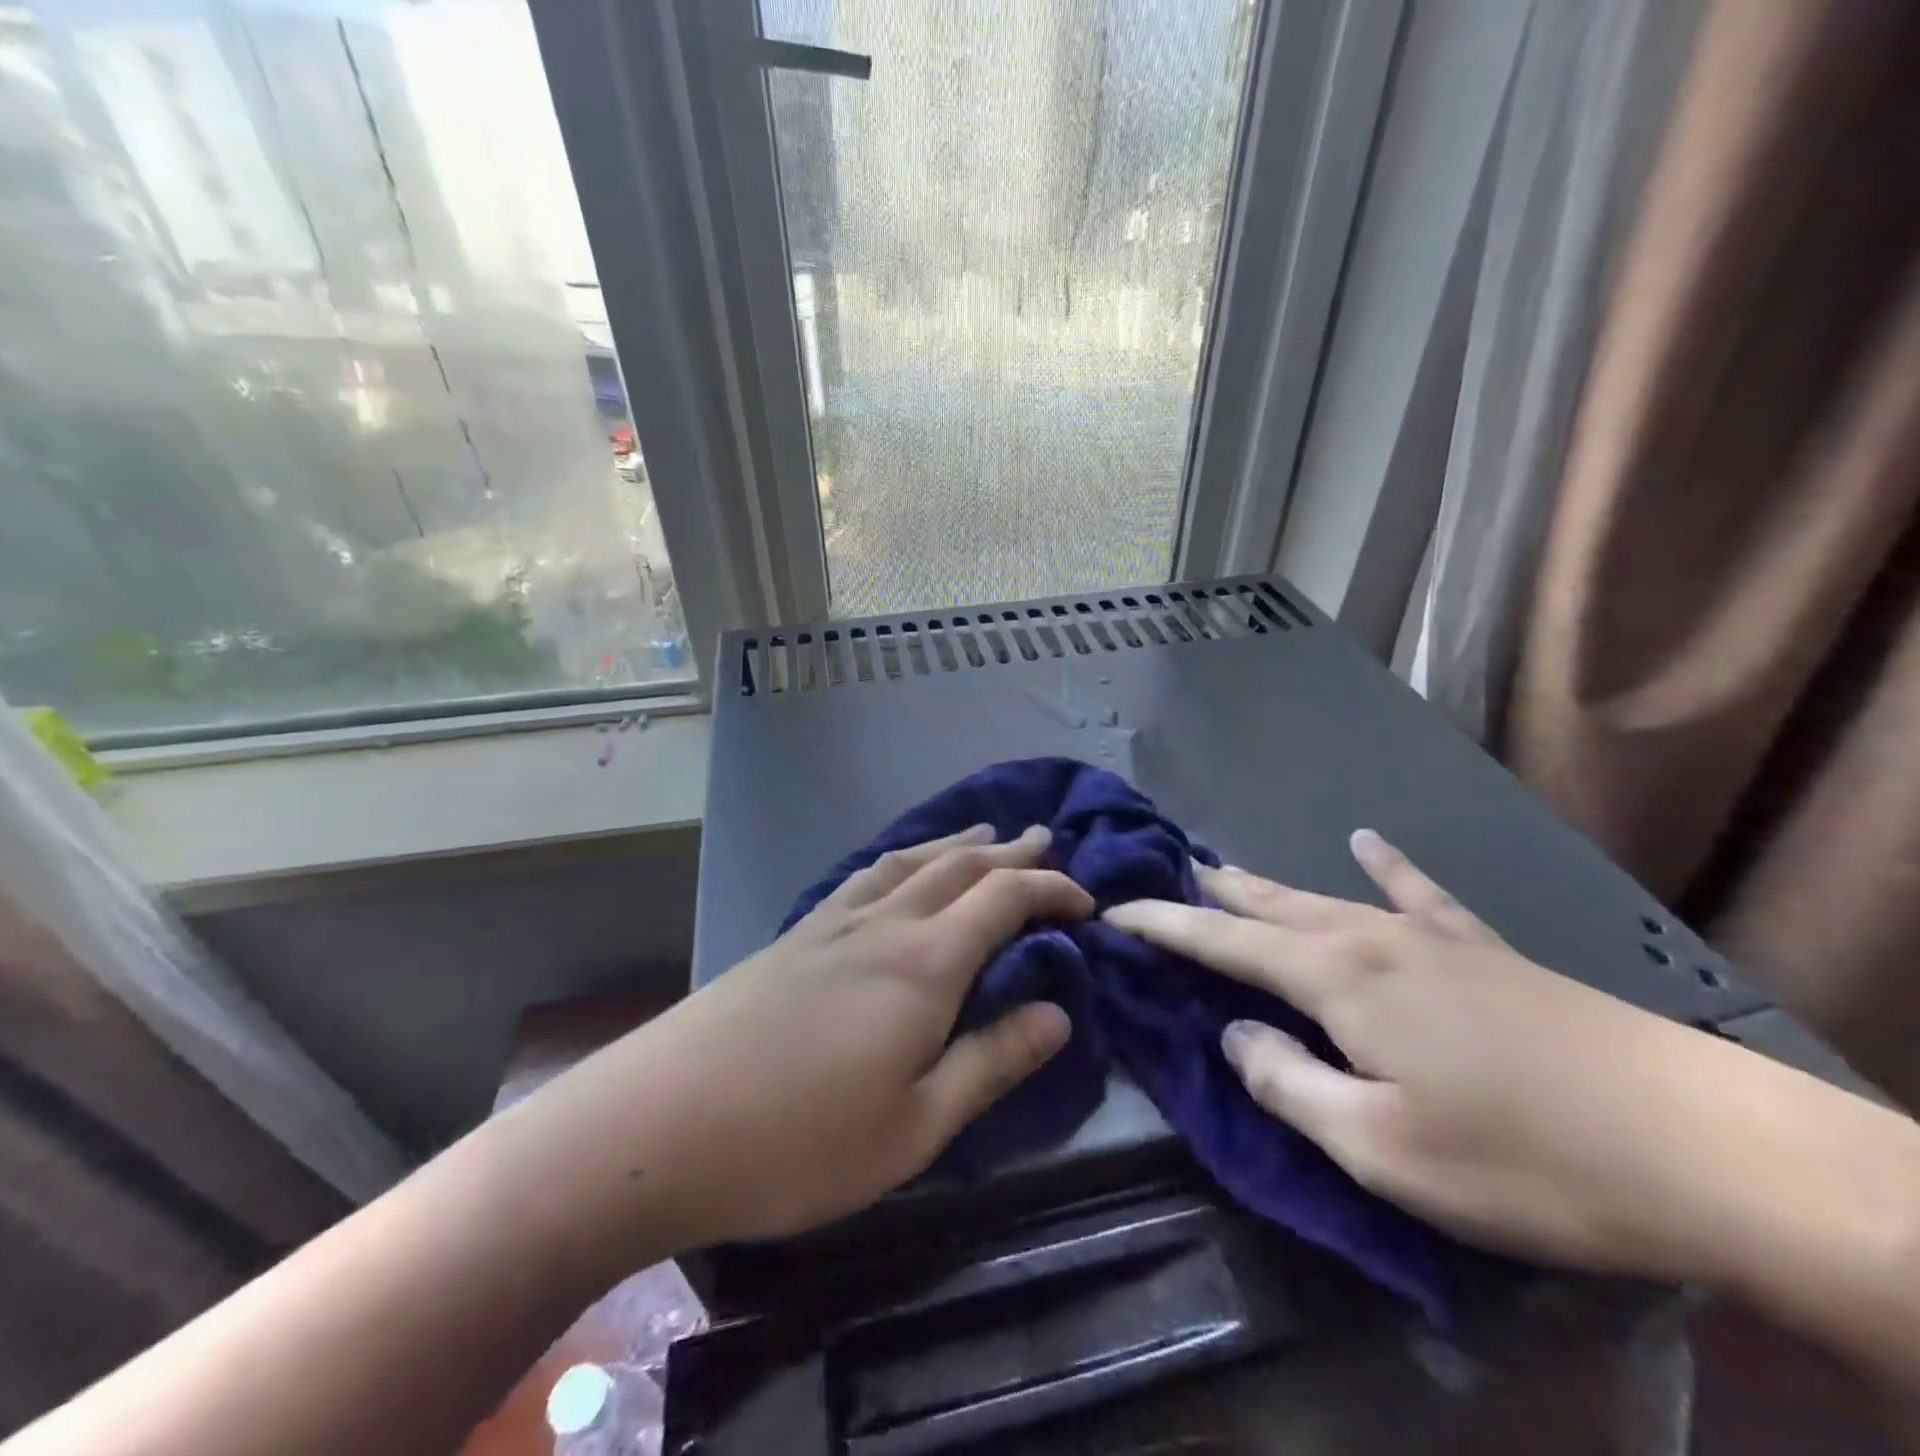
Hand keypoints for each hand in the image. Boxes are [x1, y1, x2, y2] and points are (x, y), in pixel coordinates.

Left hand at [607, 824, 1091, 1247]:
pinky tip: (899, 868)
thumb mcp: (915, 1127)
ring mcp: (834, 922)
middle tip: (1048, 840)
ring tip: (986, 833)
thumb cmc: (799, 1142)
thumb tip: (1060, 1012)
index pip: (1005, 899)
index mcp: (924, 964)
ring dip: (957, 844)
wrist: (659, 1124)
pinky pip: (868, 874)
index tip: (1087, 903)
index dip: (1052, 890)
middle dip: (1012, 852)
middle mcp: (885, 924)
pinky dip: (904, 858)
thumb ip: (991, 1062)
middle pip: (961, 866)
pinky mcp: (796, 934)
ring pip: (912, 861)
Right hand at [1104, 832, 1919, 1288]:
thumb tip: (1235, 1035)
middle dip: (1207, 893)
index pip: (1220, 942)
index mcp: (1335, 979)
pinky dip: (1386, 867)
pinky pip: (1418, 894)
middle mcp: (1368, 939)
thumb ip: (1288, 1085)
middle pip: (1266, 906)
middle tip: (1160, 871)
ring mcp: (1429, 938)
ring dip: (1266, 884)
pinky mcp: (1482, 950)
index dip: (1162, 926)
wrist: (1703, 1145)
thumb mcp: (1381, 1149)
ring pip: (1322, 897)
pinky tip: (1367, 839)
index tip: (1112, 909)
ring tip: (1222, 865)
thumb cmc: (1522, 1158)